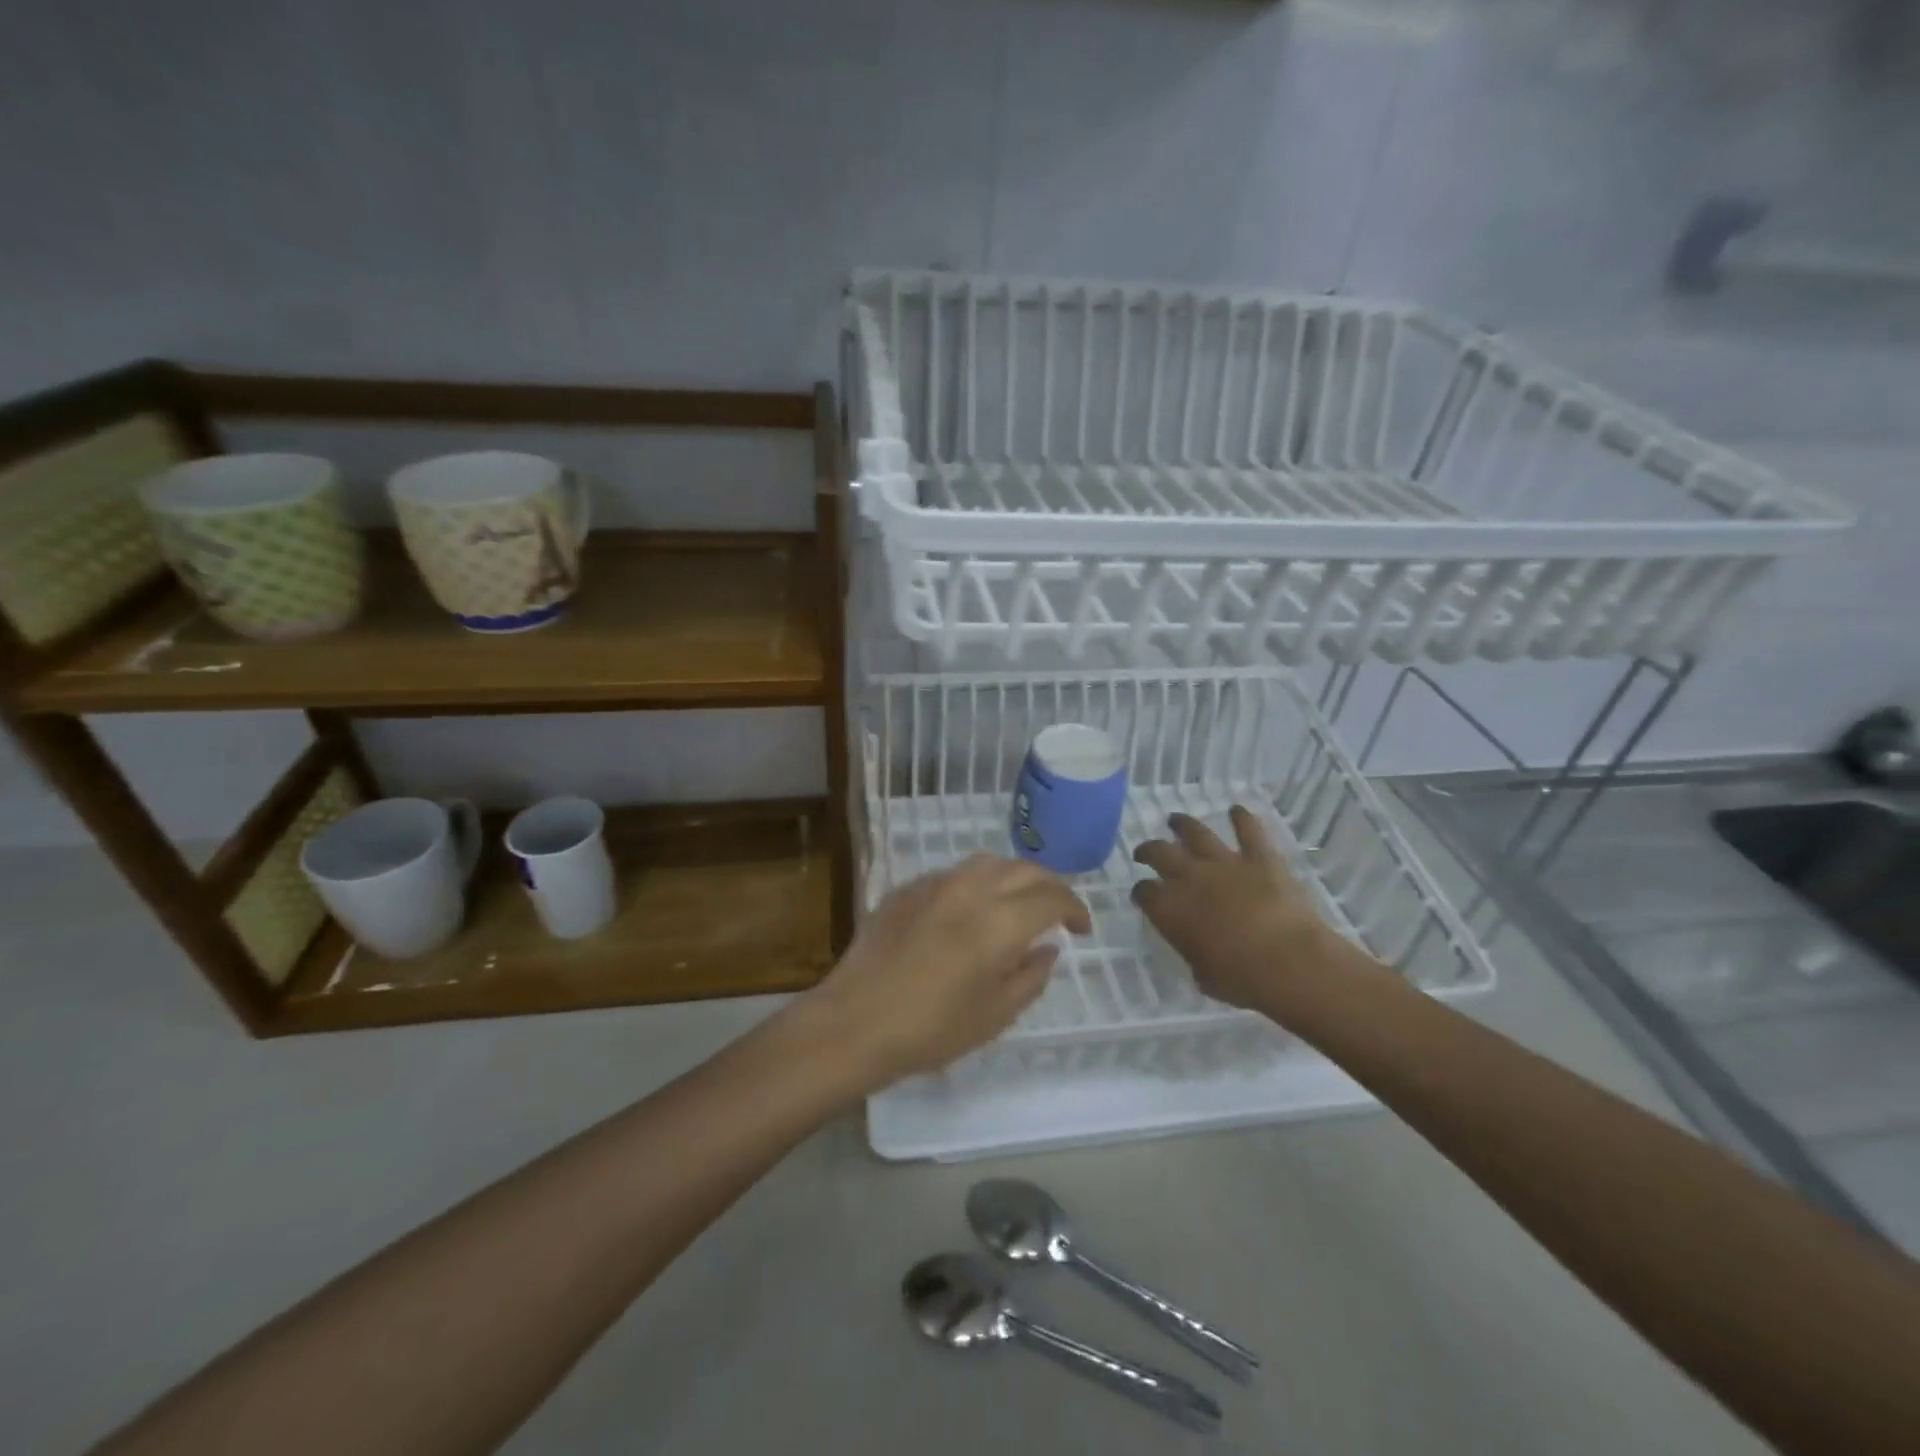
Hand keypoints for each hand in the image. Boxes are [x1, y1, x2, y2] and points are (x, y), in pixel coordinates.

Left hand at [801, 854, 1090, 1089]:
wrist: (855, 1020)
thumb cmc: (932, 1028)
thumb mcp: (995, 1014)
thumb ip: (1030, 976)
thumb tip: (1047, 949)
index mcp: (1000, 920)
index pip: (1052, 897)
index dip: (1074, 909)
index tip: (1081, 928)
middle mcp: (971, 888)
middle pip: (1023, 869)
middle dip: (1049, 886)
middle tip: (1057, 911)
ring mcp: (935, 883)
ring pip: (988, 863)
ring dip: (1013, 877)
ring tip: (1016, 903)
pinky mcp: (907, 888)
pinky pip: (953, 874)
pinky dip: (976, 883)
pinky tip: (970, 909)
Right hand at [1132, 807, 1352, 1012]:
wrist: (1289, 962)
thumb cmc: (1242, 979)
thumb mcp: (1203, 975)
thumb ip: (1193, 953)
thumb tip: (1196, 946)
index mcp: (1170, 910)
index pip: (1144, 893)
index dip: (1141, 892)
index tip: (1143, 895)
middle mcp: (1190, 878)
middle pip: (1160, 854)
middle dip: (1149, 850)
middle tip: (1145, 851)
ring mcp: (1225, 863)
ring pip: (1196, 834)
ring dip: (1183, 825)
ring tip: (1175, 820)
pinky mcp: (1260, 858)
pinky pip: (1249, 831)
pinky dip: (1242, 818)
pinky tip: (1237, 809)